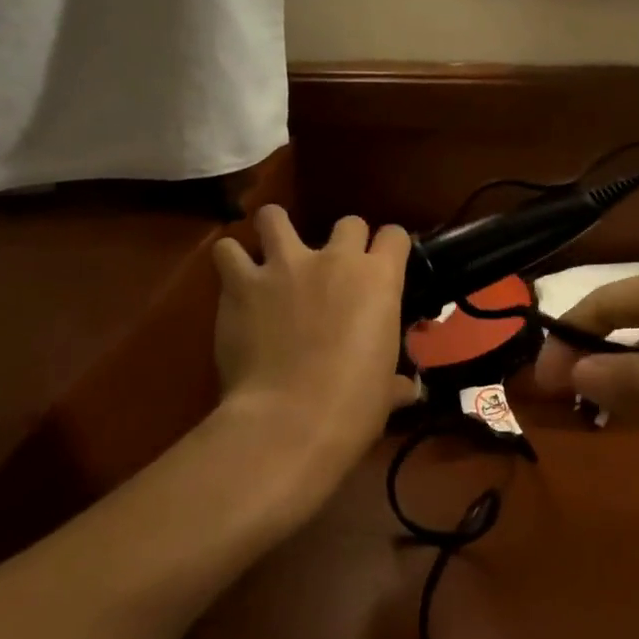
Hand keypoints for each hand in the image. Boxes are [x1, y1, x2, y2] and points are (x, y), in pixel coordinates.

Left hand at [210, 208, 416, 490]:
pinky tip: (232, 276)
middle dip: (344, 239)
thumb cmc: (353, 406)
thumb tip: (410, 389)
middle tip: (335, 268)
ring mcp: (286, 265)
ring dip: (275, 229)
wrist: (289, 420)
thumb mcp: (385, 392)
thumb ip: (396, 382)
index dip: (390, 248)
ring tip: (272, 248)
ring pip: (275, 218)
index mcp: (379, 278)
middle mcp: (336, 259)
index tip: (384, 264)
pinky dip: (230, 260)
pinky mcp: (242, 283)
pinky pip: (228, 252)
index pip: (395, 237)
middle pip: (348, 222)